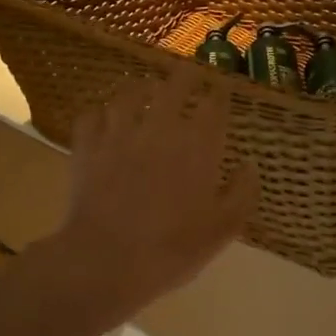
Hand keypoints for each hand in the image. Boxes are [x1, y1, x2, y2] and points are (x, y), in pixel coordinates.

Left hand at [36, 65, 256, 332]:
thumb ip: (242, 192)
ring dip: (141, 88)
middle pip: (174, 85)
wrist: (106, 260)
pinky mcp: (87, 147)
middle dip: (185, 76)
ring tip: (145, 90)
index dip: (220, 92)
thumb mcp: (223, 228)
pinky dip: (100, 114)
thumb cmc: (173, 248)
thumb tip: (249, 165)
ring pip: (129, 93)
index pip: (214, 103)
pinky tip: (104, 120)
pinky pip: (91, 116)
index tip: (222, 90)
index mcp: (198, 144)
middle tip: (189, 75)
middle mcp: (160, 127)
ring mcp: (119, 133)